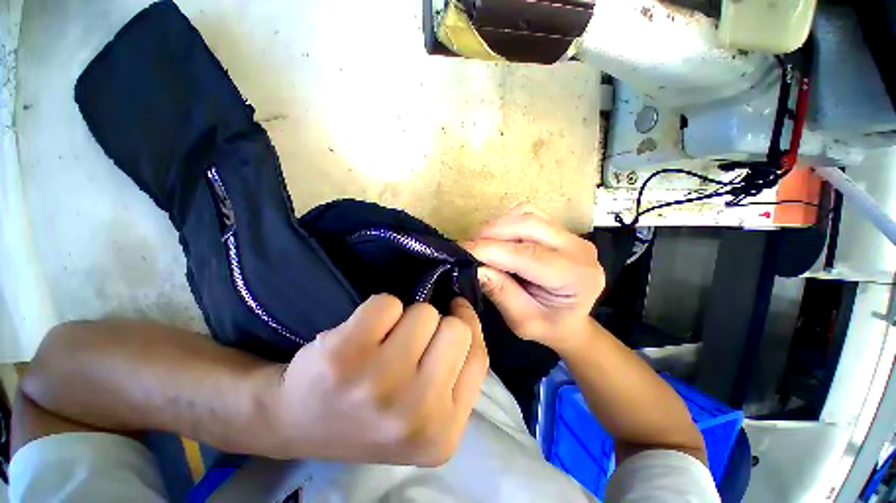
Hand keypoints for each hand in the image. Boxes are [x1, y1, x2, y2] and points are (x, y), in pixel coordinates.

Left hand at [269, 294, 488, 466]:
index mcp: (442, 433)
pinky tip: (361, 334)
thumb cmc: (370, 414)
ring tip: (383, 341)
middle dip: (436, 324)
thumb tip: (464, 314)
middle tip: (411, 339)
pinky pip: (386, 302)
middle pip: (455, 329)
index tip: (456, 312)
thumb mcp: (425, 414)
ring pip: (423, 312)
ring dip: (406, 318)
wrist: (296, 420)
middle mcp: (415, 413)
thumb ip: (455, 374)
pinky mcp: (345, 354)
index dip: (470, 326)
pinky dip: (379, 309)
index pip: (478, 357)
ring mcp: (378, 383)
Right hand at [463, 205, 603, 350]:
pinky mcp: (559, 229)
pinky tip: (496, 240)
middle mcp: (578, 248)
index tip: (462, 251)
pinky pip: (527, 215)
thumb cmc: (549, 327)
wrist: (571, 322)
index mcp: (577, 276)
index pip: (528, 254)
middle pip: (528, 224)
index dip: (491, 250)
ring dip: (497, 227)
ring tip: (480, 245)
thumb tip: (475, 267)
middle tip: (468, 248)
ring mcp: (570, 235)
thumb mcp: (523, 321)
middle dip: (491, 233)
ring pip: (526, 214)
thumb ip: (501, 293)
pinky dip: (505, 224)